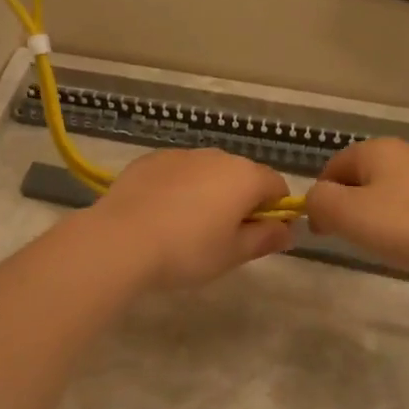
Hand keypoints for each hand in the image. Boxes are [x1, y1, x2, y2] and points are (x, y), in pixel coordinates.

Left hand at [87, 149, 295, 290]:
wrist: (121, 239)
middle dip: (240, 201)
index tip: (259, 236)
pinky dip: (178, 188)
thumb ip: (265, 238)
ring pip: (208, 172)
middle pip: (242, 175)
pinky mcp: (151, 159)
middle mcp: (217, 156)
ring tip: (187, 227)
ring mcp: (182, 154)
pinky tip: (161, 214)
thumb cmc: (187, 250)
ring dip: (209, 192)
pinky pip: (178, 172)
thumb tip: (287, 230)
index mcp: (245, 176)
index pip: (277, 186)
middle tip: (222, 237)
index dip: (275, 211)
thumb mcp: (233, 254)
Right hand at [304, 138, 408, 277]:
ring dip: (375, 216)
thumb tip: (316, 201)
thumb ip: (319, 202)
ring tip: (381, 244)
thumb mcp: (346, 214)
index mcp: (374, 149)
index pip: (331, 169)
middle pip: (358, 179)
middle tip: (351, 238)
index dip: (321, 200)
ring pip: (385, 192)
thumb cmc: (405, 225)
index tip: (324, 232)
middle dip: (348, 207)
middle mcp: (401, 152)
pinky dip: (402, 222)